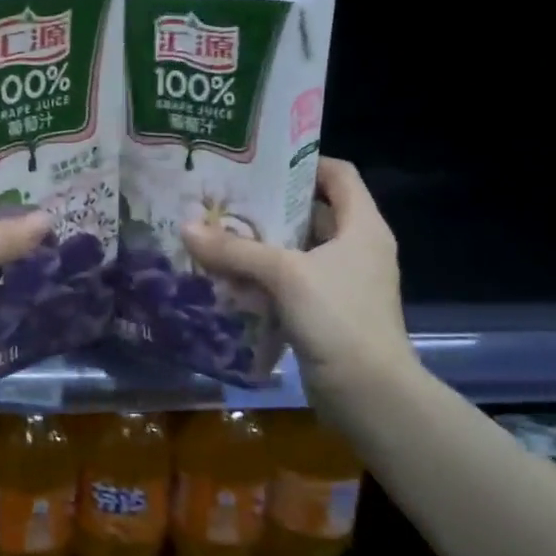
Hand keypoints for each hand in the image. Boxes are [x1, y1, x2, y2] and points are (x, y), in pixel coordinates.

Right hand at [181, 158, 414, 395]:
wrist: (369, 394)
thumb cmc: (339, 318)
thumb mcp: (284, 275)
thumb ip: (235, 250)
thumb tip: (186, 228)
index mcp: (362, 227)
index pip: (339, 175)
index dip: (303, 161)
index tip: (260, 161)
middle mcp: (357, 249)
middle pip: (313, 212)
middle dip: (270, 205)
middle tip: (226, 198)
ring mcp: (342, 283)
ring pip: (297, 251)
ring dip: (262, 244)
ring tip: (218, 233)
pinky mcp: (326, 313)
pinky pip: (290, 283)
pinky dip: (263, 278)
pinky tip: (228, 277)